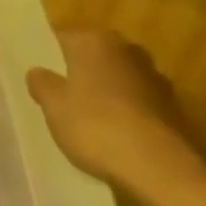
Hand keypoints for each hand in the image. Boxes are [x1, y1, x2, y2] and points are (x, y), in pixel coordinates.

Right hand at [26, 29, 205, 205]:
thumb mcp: (53, 105)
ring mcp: (153, 78)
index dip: (46, 56)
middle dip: (76, 72)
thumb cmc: (95, 125)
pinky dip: (123, 112)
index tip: (35, 75)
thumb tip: (38, 71)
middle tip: (55, 96)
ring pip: (115, 79)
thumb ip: (42, 83)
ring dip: (102, 92)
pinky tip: (110, 134)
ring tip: (82, 118)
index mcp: (94, 41)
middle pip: (91, 57)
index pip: (60, 38)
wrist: (158, 167)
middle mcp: (126, 50)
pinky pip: (134, 102)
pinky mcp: (171, 107)